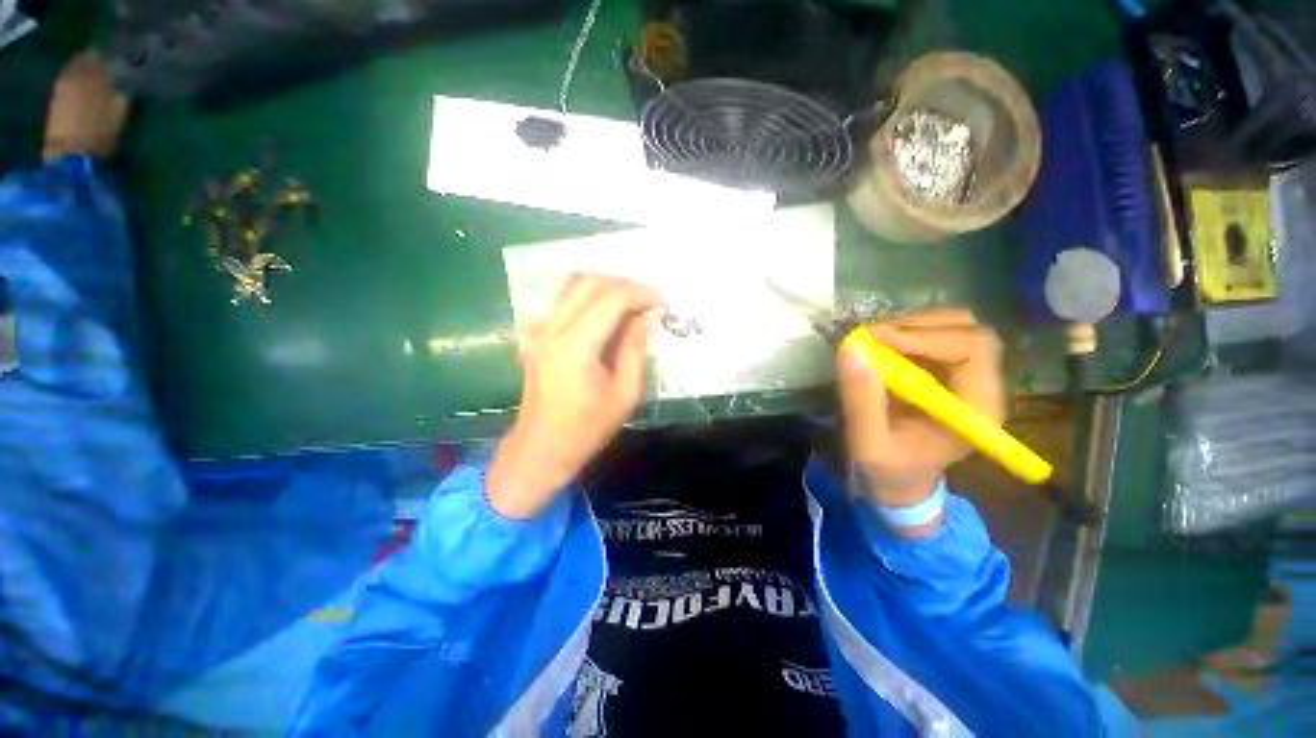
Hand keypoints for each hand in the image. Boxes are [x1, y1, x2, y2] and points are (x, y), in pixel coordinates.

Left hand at [487, 274, 661, 518]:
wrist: (541, 447)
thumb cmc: (587, 428)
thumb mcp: (625, 393)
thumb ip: (636, 349)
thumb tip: (648, 316)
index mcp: (575, 346)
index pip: (611, 298)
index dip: (641, 293)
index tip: (662, 303)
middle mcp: (551, 328)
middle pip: (589, 281)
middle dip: (625, 284)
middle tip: (648, 301)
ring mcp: (538, 328)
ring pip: (572, 283)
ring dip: (605, 285)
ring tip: (630, 303)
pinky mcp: (535, 333)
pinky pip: (563, 299)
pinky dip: (589, 295)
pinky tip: (606, 313)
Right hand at [836, 309, 1004, 511]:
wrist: (899, 482)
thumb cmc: (889, 471)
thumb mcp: (868, 444)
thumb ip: (861, 402)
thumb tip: (850, 349)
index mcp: (976, 410)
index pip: (973, 349)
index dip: (927, 336)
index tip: (879, 338)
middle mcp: (980, 386)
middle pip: (968, 329)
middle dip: (917, 325)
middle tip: (871, 336)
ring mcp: (964, 375)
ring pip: (952, 324)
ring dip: (909, 324)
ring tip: (872, 339)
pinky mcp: (944, 369)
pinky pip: (933, 333)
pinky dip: (903, 330)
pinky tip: (879, 343)